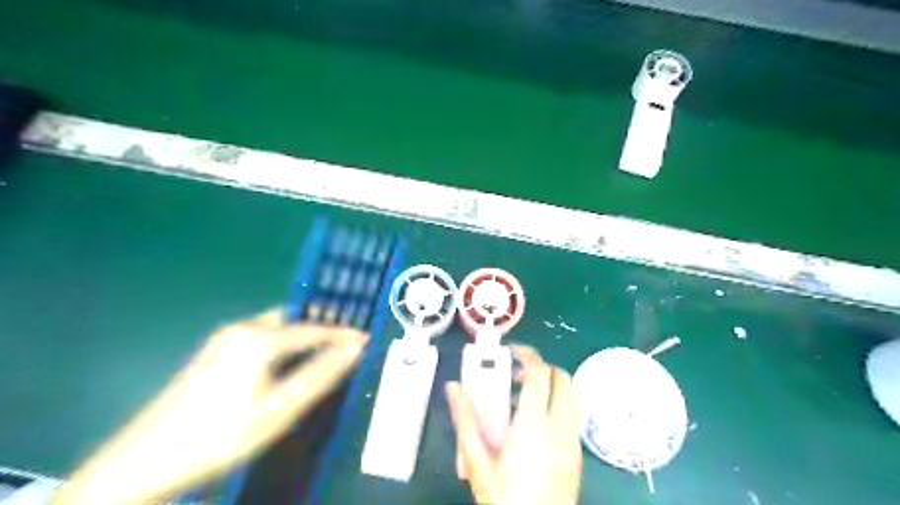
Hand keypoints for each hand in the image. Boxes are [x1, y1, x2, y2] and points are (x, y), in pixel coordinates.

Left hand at [50, 308, 365, 504]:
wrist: (144, 462)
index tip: (367, 338)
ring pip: (278, 325)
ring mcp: (226, 336)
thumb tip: (355, 349)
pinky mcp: (216, 348)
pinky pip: (263, 334)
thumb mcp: (278, 411)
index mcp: (259, 339)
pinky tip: (291, 358)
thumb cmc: (220, 436)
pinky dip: (286, 340)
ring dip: (305, 333)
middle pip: (295, 319)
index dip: (343, 334)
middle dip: (324, 327)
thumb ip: (319, 376)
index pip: (314, 329)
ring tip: (329, 348)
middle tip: (350, 340)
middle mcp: (242, 328)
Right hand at [448, 345, 583, 504]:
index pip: (540, 373)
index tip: (512, 352)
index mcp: (534, 425)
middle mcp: (560, 427)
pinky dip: (557, 404)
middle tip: (516, 377)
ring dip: (551, 386)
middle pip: (562, 378)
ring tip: (524, 400)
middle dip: (541, 368)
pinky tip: (536, 425)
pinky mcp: (579, 454)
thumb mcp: (477, 461)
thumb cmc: (503, 497)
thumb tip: (454, 387)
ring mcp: (573, 441)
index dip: (528, 355)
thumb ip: (465, 420)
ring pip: (571, 395)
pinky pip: (572, 415)